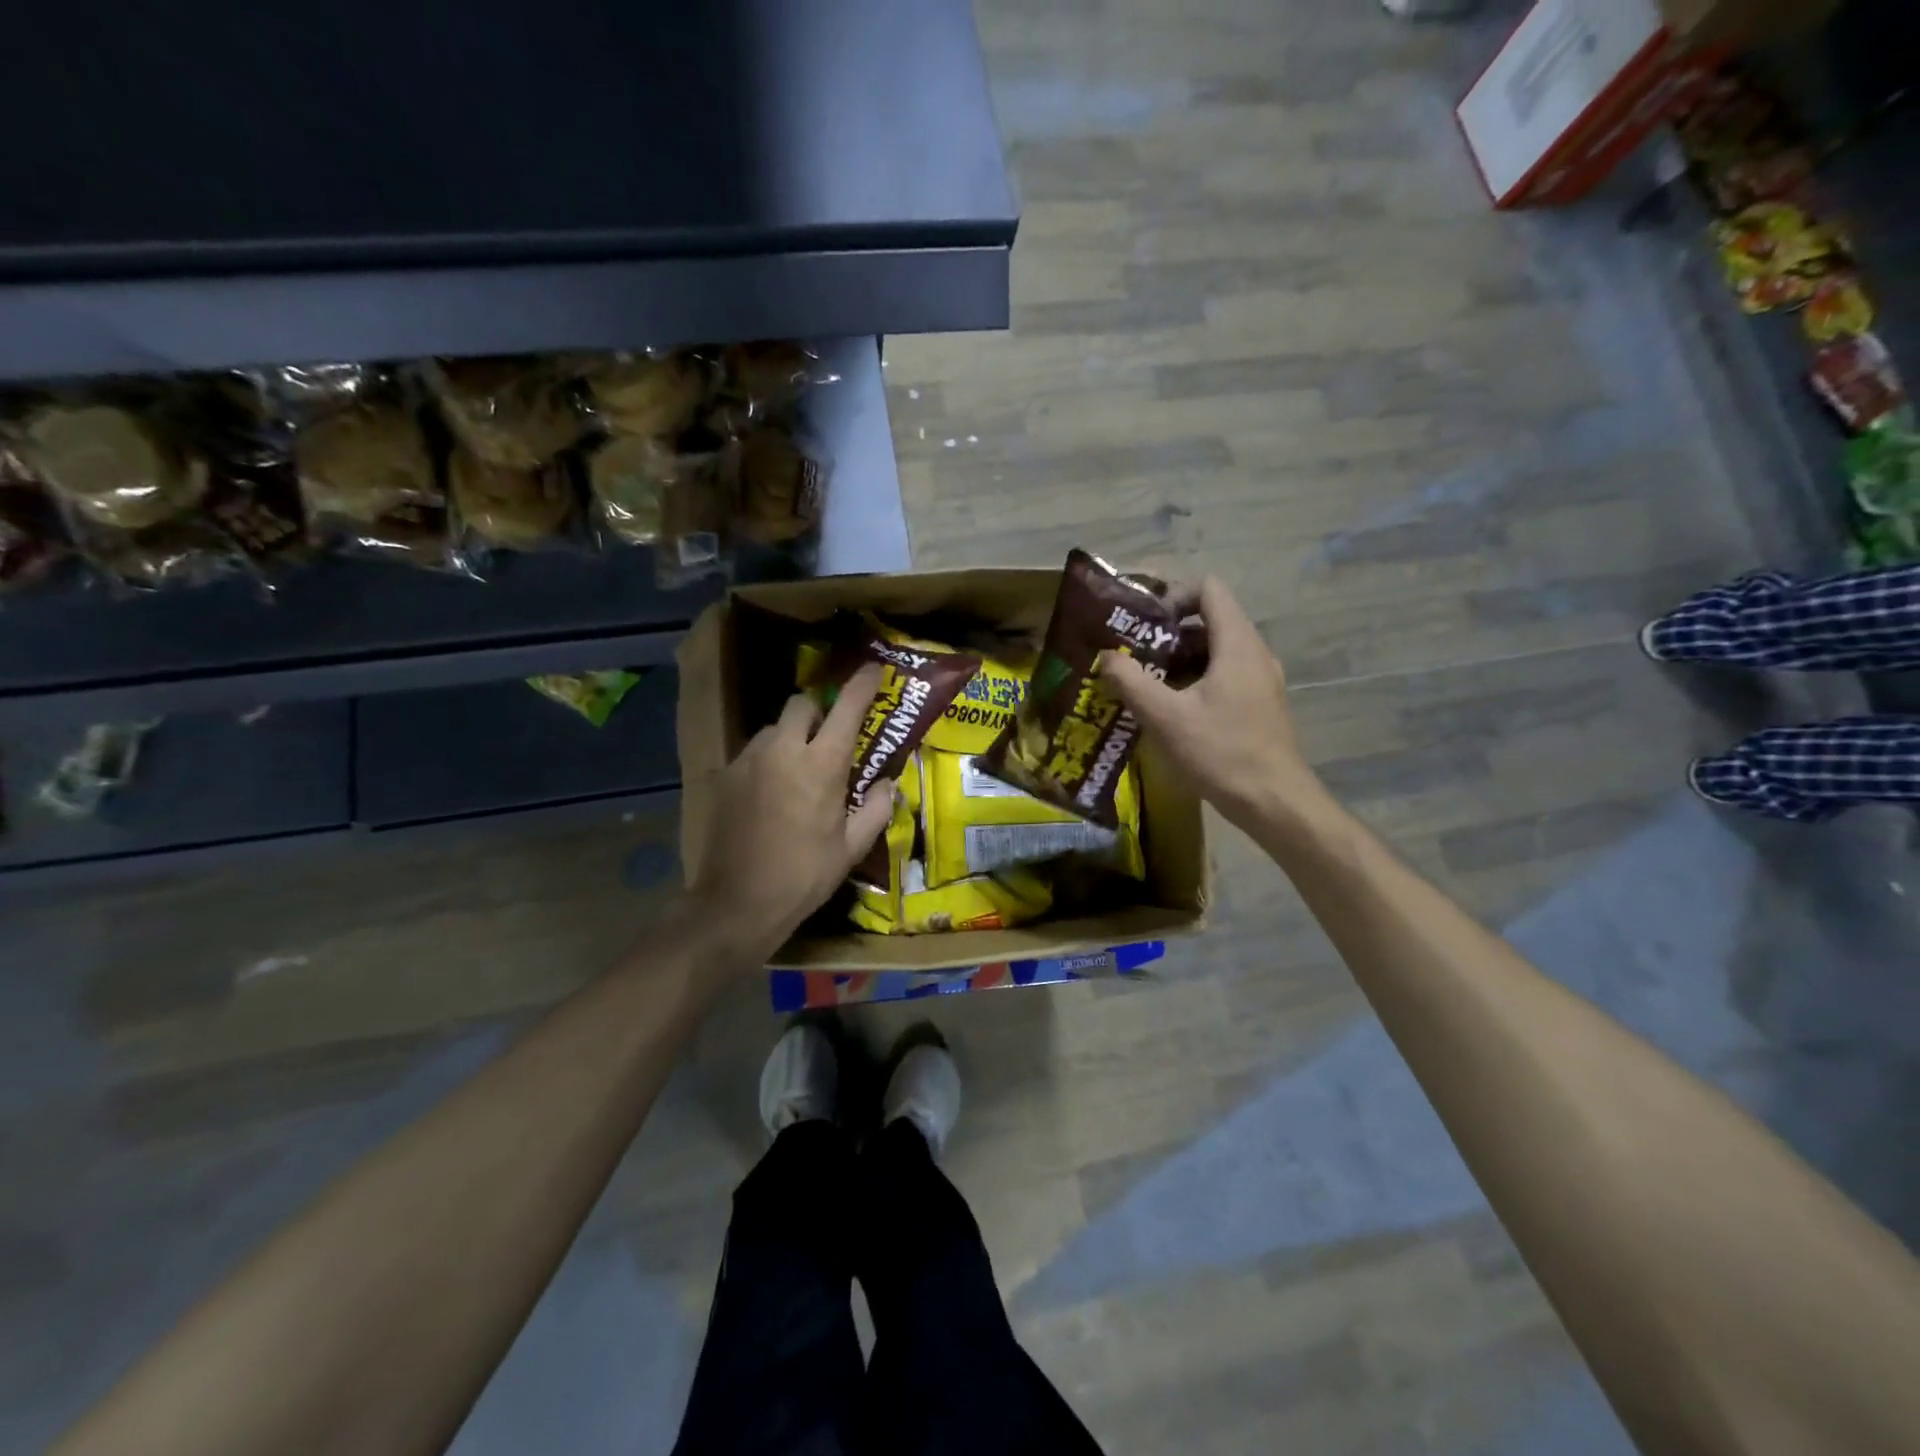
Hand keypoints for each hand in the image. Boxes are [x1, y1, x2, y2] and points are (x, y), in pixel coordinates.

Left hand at [687, 664, 894, 961]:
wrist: (736, 902)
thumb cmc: (803, 876)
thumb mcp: (851, 848)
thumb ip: (877, 809)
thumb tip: (889, 785)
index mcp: (820, 765)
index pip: (847, 708)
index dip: (862, 683)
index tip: (873, 668)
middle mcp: (782, 750)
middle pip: (802, 703)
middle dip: (820, 709)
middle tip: (831, 735)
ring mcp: (748, 760)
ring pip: (775, 727)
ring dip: (792, 735)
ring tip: (799, 767)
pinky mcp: (725, 775)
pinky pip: (754, 751)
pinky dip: (770, 758)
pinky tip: (772, 789)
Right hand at [1100, 577, 1330, 839]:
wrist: (1274, 802)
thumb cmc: (1221, 753)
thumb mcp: (1165, 718)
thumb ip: (1131, 681)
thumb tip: (1106, 657)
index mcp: (1237, 644)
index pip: (1209, 589)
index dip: (1173, 596)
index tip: (1144, 624)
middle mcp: (1254, 653)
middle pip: (1210, 620)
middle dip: (1168, 633)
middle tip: (1134, 655)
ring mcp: (1260, 679)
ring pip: (1215, 650)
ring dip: (1179, 659)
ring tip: (1146, 683)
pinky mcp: (1259, 703)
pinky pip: (1224, 674)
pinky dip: (1195, 679)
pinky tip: (1171, 709)